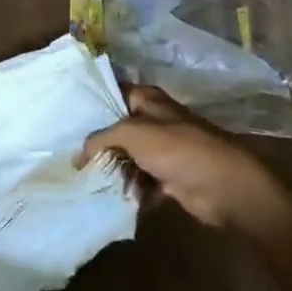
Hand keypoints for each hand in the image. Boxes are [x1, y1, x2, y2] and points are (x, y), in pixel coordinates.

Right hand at [76, 84, 290, 231]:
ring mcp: (162, 151)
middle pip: (117, 129)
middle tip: (70, 155)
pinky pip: (140, 181)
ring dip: (111, 169)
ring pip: (127, 157)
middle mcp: (154, 121)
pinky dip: (128, 189)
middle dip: (96, 143)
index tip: (66, 117)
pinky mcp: (168, 177)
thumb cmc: (179, 149)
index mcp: (148, 100)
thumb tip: (78, 155)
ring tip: (85, 180)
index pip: (113, 93)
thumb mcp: (132, 133)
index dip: (92, 104)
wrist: (225, 187)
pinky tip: (109, 197)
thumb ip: (101, 138)